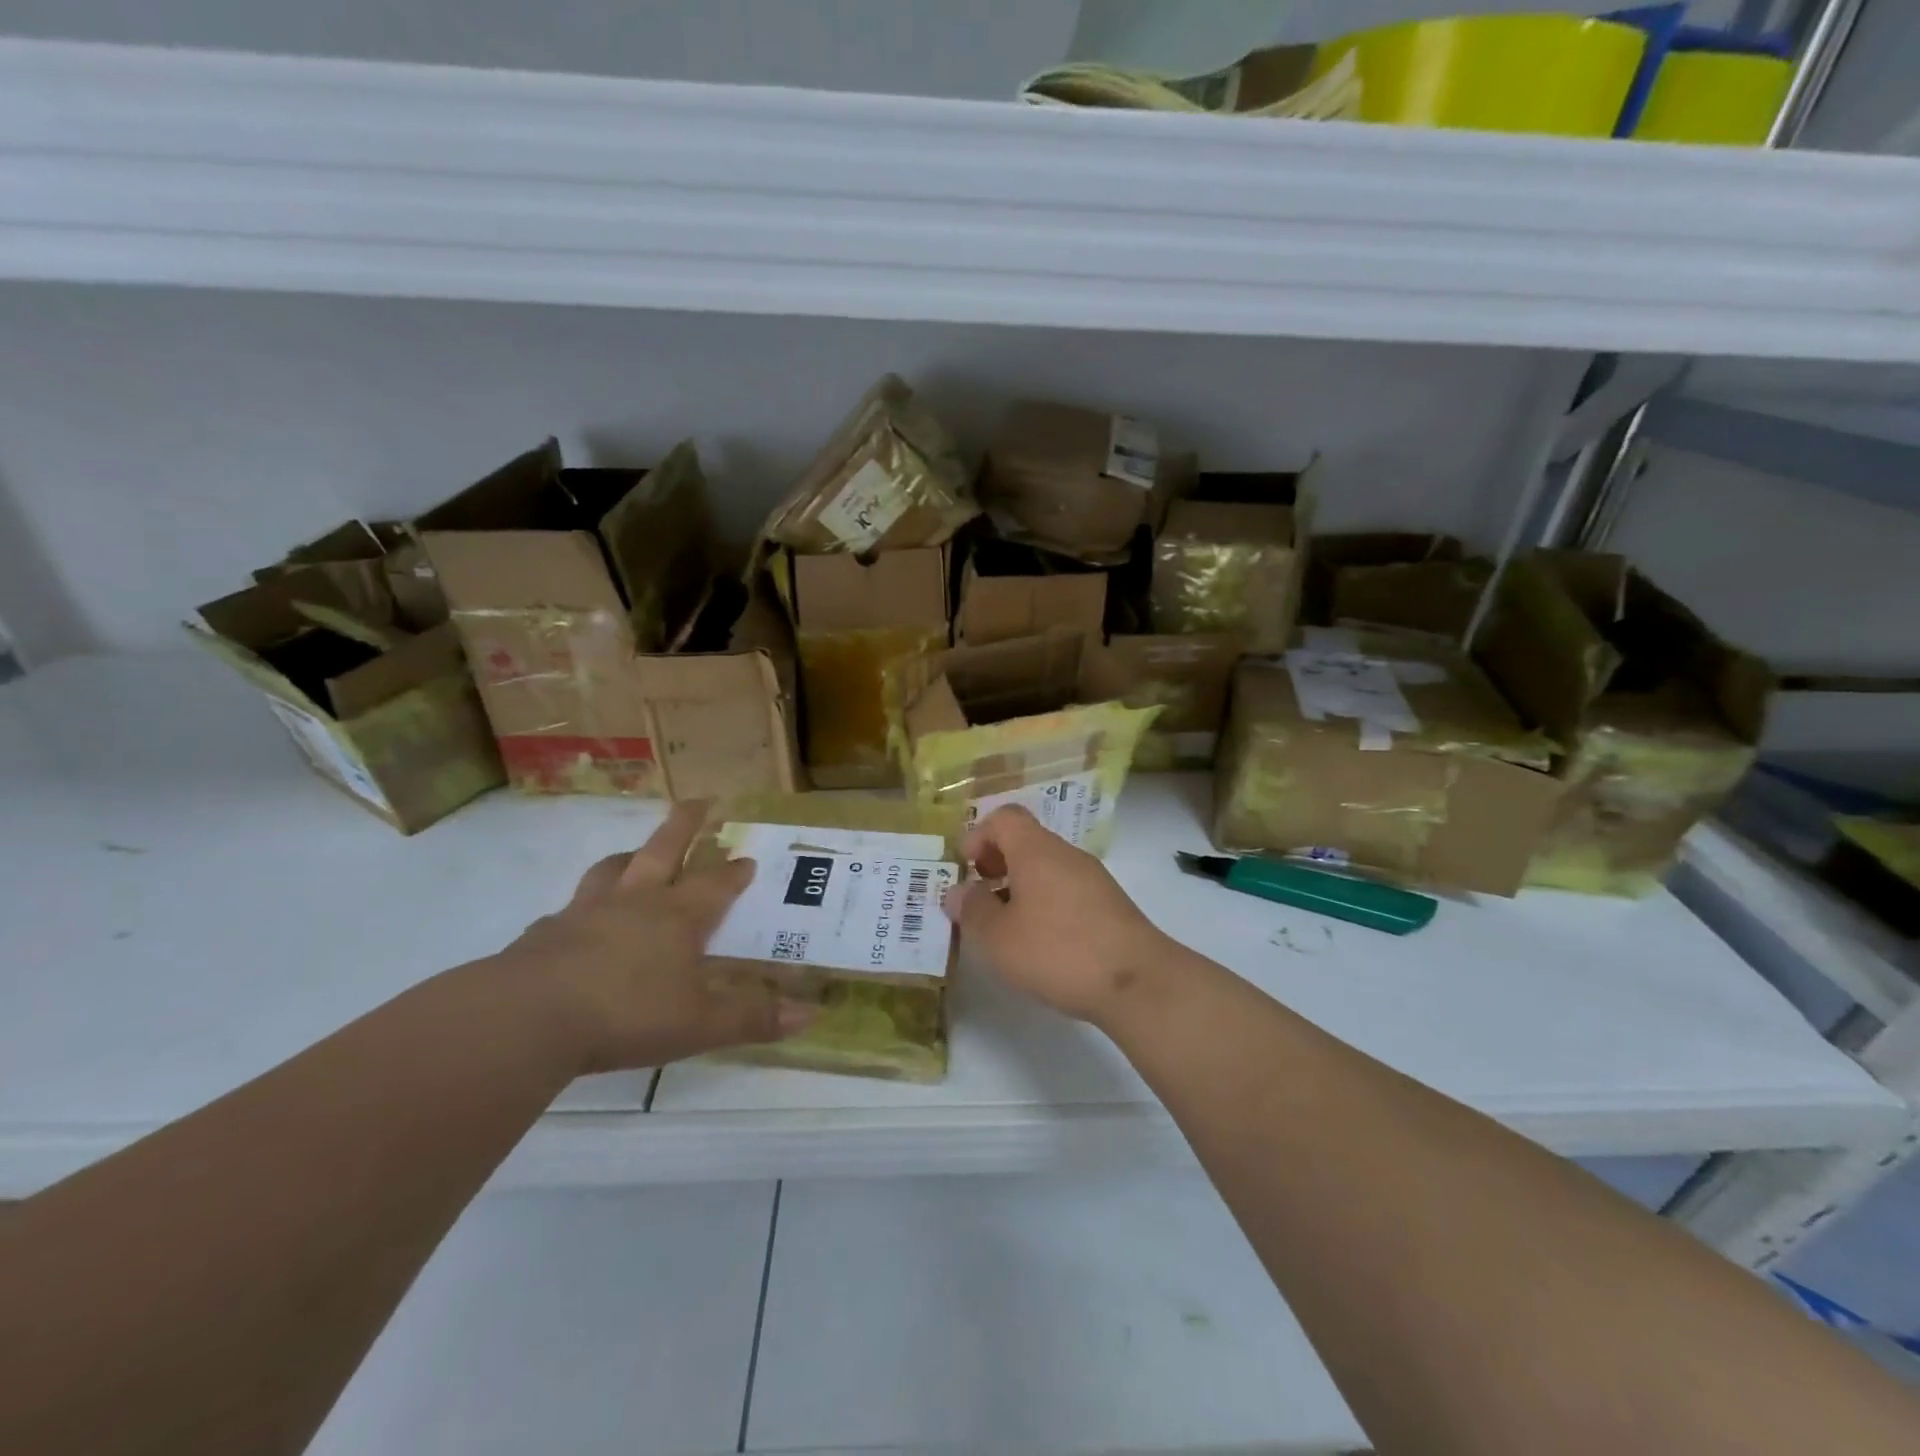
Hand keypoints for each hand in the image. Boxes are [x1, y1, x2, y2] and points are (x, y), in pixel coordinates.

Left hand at [495, 803, 811, 1073]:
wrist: (527, 1018)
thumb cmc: (627, 1013)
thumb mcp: (700, 1023)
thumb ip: (753, 1017)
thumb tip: (812, 1015)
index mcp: (678, 916)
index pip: (716, 884)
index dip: (734, 872)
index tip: (748, 859)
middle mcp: (635, 901)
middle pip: (663, 849)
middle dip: (685, 825)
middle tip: (700, 802)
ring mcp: (586, 912)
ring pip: (613, 869)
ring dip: (630, 857)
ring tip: (637, 855)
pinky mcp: (545, 933)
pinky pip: (569, 909)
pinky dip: (582, 907)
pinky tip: (579, 923)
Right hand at [943, 805, 1172, 1025]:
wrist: (1138, 983)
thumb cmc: (1058, 952)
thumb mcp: (998, 937)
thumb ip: (972, 910)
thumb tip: (958, 891)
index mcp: (1036, 850)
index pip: (1004, 817)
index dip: (979, 836)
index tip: (966, 869)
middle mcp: (1067, 854)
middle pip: (1026, 841)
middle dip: (997, 865)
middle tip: (980, 900)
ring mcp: (1093, 879)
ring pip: (1047, 868)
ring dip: (1020, 888)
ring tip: (1007, 928)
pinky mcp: (1110, 906)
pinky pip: (1067, 890)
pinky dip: (1046, 905)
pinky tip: (1043, 944)